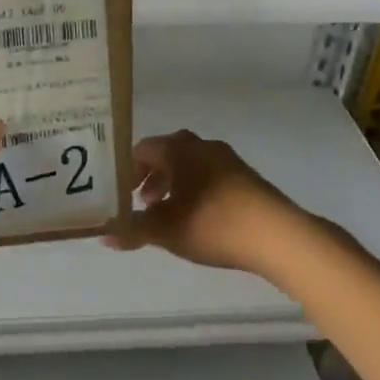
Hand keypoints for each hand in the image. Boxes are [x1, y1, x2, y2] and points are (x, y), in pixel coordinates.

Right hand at [103, 130, 303, 274]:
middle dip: (149, 177)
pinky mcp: (244, 175)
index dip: (126, 171)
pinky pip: (208, 174)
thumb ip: (132, 230)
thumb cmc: (212, 224)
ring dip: (173, 184)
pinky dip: (195, 188)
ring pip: (188, 164)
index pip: (141, 149)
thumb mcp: (166, 231)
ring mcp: (226, 158)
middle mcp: (199, 144)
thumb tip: (103, 235)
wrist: (276, 235)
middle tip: (140, 203)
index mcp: (177, 148)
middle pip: (165, 154)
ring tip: (167, 213)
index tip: (119, 193)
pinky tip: (198, 216)